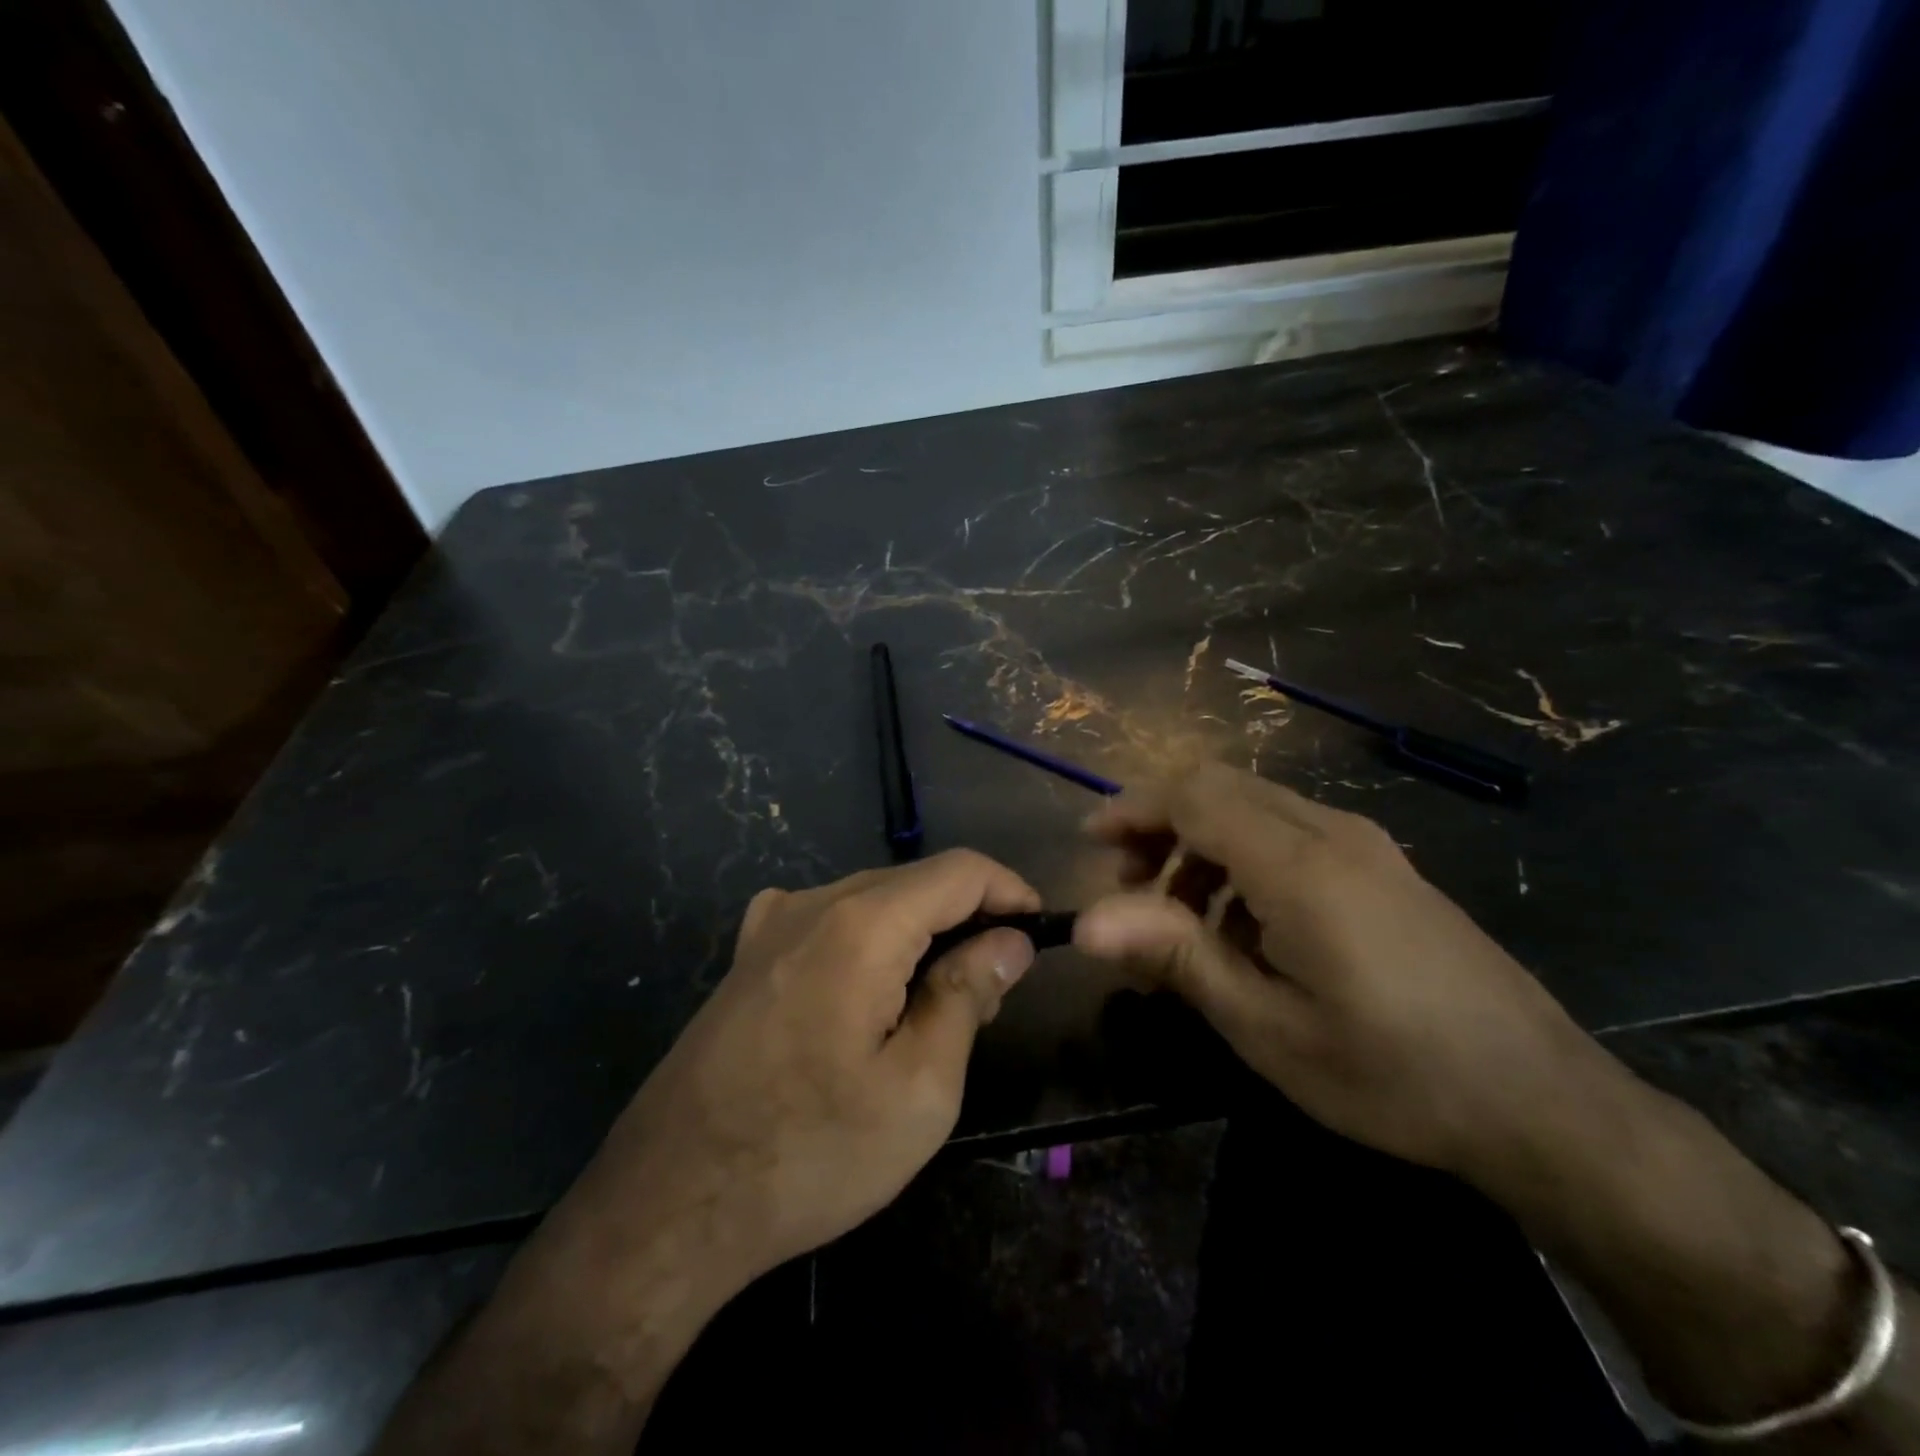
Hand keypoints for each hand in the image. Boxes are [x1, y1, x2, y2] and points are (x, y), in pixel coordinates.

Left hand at [374, 851, 1041, 1455]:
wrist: (668, 1204)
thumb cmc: (809, 1153)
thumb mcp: (918, 1090)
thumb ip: (968, 995)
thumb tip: (1009, 940)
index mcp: (862, 923)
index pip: (960, 870)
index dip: (1010, 890)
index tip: (1039, 933)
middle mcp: (813, 902)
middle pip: (916, 881)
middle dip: (968, 918)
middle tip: (996, 985)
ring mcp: (771, 923)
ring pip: (875, 899)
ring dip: (922, 932)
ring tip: (941, 1001)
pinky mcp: (749, 954)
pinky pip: (832, 921)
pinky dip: (875, 941)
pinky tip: (874, 994)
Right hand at [1072, 764, 1612, 1180]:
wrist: (1543, 1101)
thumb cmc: (1393, 1074)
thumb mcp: (1269, 1028)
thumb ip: (1177, 958)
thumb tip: (1086, 923)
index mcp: (1300, 866)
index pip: (1193, 795)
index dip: (1132, 809)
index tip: (1092, 846)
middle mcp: (1332, 833)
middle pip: (1219, 787)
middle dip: (1159, 823)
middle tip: (1128, 886)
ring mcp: (1365, 845)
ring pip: (1253, 806)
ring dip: (1198, 842)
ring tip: (1178, 917)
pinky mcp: (1383, 866)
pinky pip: (1289, 831)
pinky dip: (1240, 856)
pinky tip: (1243, 927)